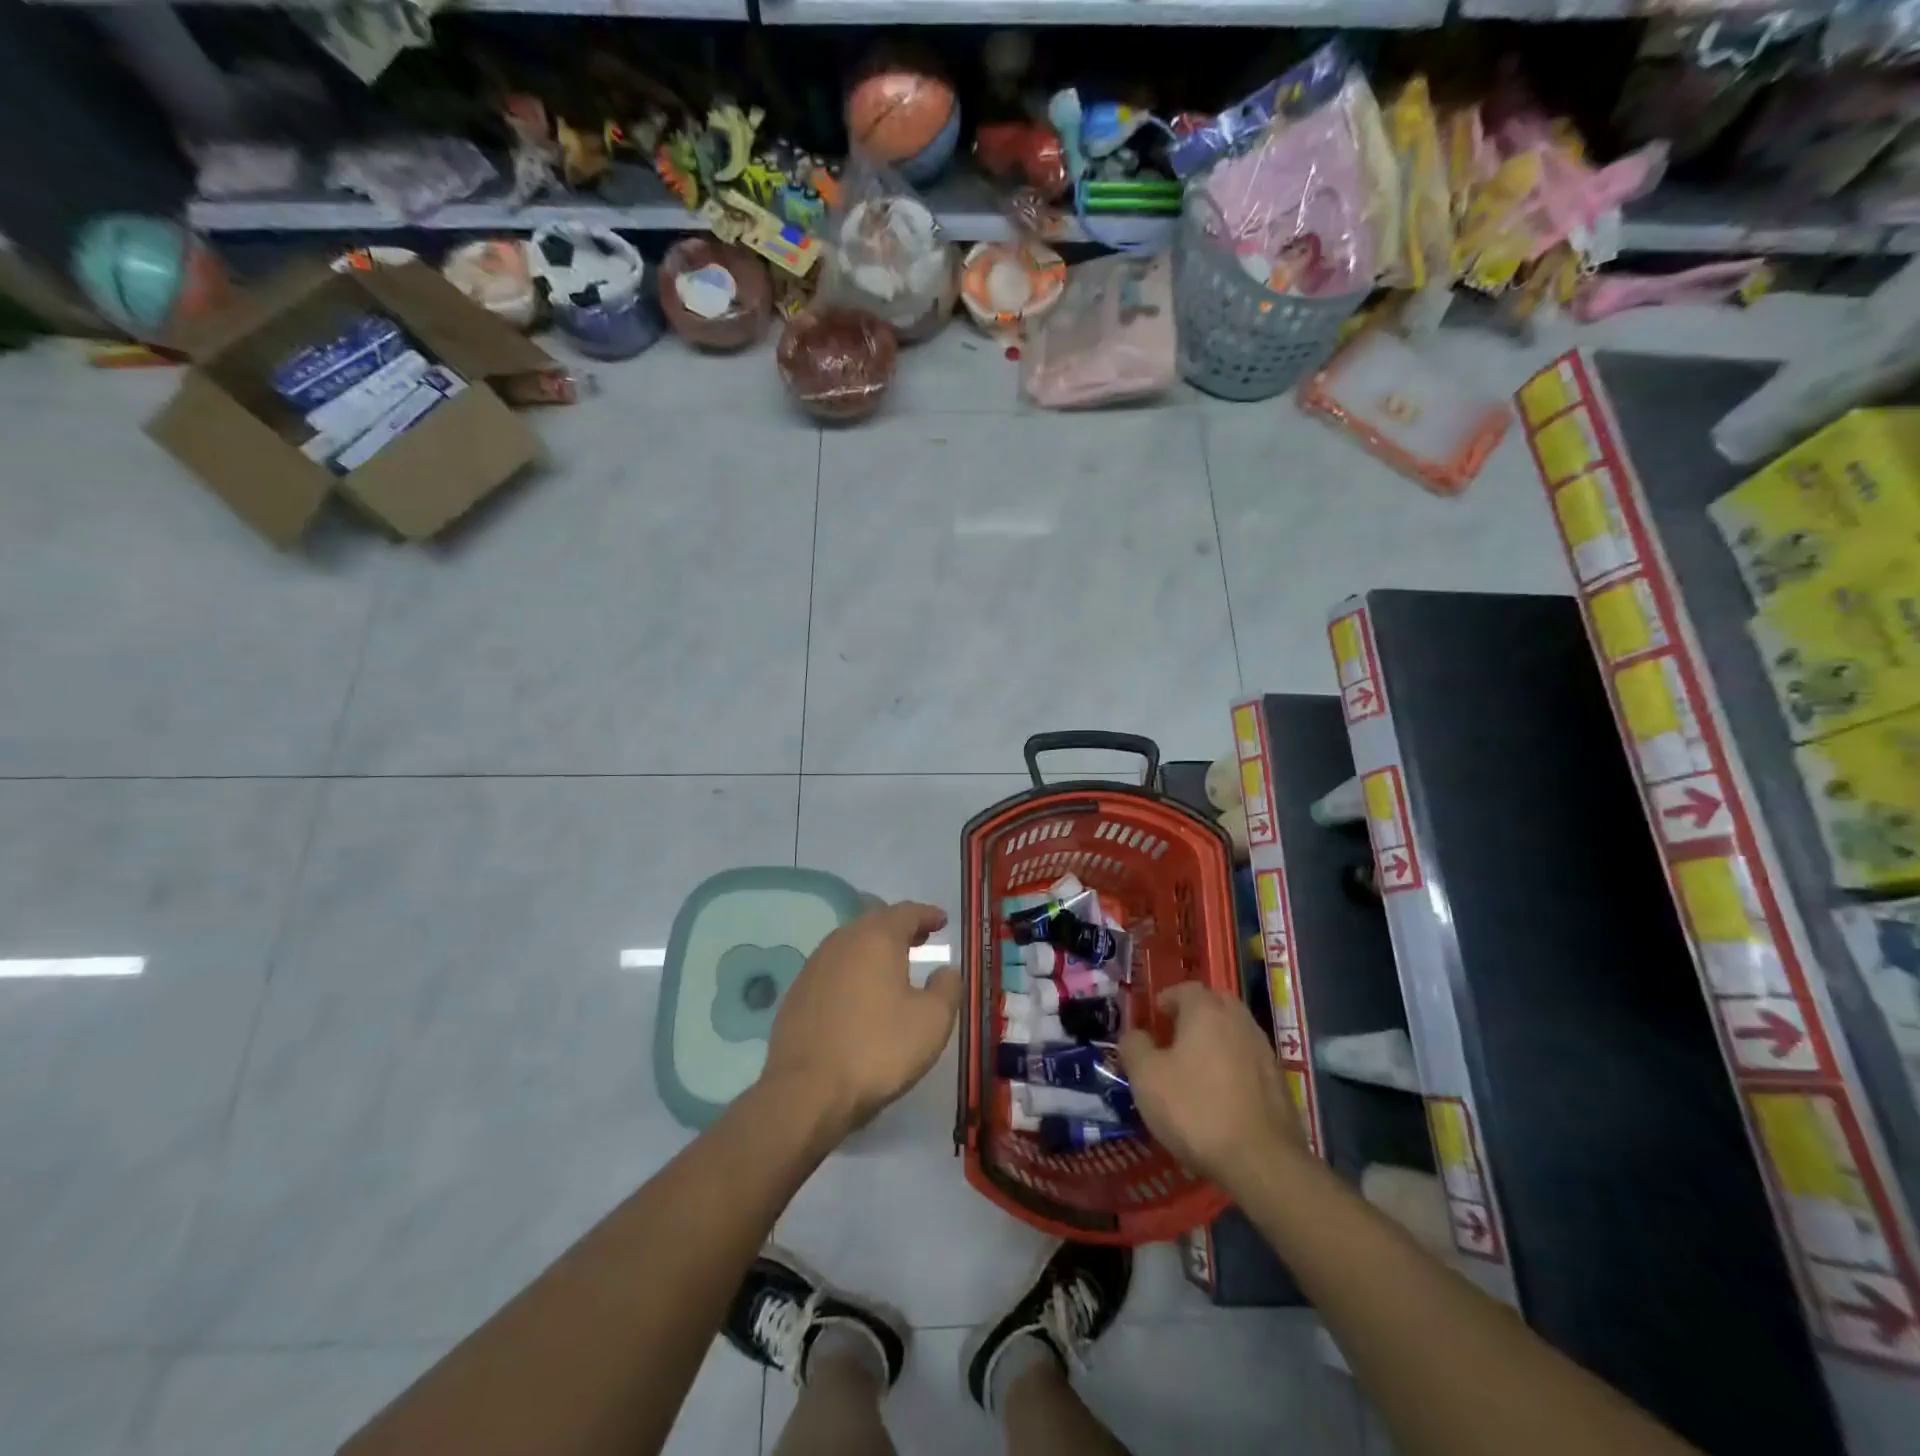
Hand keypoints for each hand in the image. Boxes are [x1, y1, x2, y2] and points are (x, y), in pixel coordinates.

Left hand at [762, 901, 961, 1139]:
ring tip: (892, 965)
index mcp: (877, 939)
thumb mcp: (932, 1021)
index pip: (906, 912)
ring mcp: (814, 966)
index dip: (927, 914)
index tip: (942, 920)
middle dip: (900, 927)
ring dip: (874, 948)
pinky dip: (852, 970)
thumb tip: (946, 971)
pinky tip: (859, 993)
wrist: (806, 1091)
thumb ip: (947, 988)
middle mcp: (842, 942)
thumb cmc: (878, 1049)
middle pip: (875, 922)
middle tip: (920, 939)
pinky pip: (832, 968)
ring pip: (850, 944)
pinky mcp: (797, 993)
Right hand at [1117, 983, 1307, 1190]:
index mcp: (1206, 1011)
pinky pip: (1250, 1061)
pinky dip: (1234, 1066)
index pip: (1186, 989)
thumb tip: (1135, 1034)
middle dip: (1196, 1013)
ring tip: (1197, 1065)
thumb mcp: (1147, 1078)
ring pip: (1235, 1032)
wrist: (1262, 1161)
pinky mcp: (1280, 1082)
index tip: (1155, 1016)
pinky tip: (1222, 1093)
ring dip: (1217, 1040)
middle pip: (1216, 1004)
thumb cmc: (1195, 1109)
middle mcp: (1239, 1021)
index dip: (1167, 999)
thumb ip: (1134, 1047)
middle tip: (1176, 1034)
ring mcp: (1264, 1051)